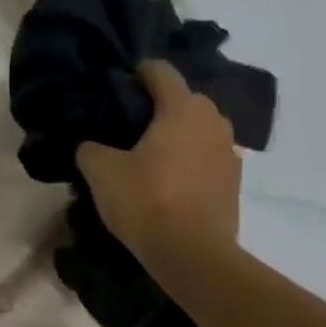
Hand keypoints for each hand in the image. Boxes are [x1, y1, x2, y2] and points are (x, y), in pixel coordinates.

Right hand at [76, 60, 240, 270]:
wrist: (194, 255)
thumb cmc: (147, 201)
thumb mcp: (102, 172)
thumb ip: (91, 149)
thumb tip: (91, 145)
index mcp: (182, 107)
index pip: (160, 71)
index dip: (137, 73)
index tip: (118, 88)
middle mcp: (213, 120)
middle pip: (183, 99)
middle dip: (158, 107)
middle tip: (129, 128)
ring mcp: (230, 150)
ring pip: (199, 129)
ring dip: (178, 135)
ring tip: (151, 156)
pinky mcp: (235, 181)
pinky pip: (208, 157)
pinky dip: (192, 160)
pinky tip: (172, 181)